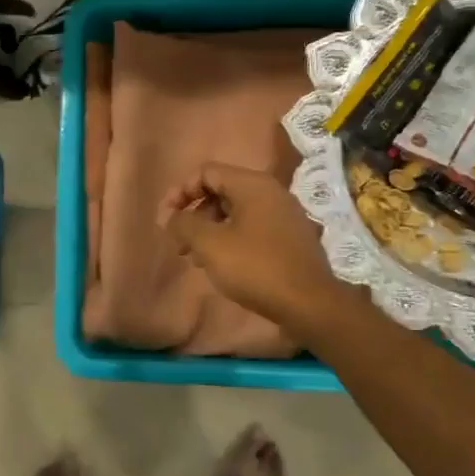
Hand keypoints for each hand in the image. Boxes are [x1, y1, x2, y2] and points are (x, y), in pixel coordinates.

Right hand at [159, 163, 350, 337]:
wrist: (309, 303)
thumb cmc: (255, 267)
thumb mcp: (210, 245)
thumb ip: (183, 224)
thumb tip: (169, 216)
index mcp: (253, 185)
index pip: (206, 172)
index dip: (180, 192)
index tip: (166, 219)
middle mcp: (271, 192)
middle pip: (221, 191)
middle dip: (194, 214)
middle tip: (179, 243)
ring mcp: (284, 215)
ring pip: (236, 212)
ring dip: (210, 230)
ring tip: (196, 258)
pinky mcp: (290, 238)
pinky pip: (252, 228)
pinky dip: (231, 239)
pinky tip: (222, 265)